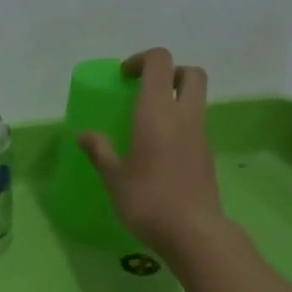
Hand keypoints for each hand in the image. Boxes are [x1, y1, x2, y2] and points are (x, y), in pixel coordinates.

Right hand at [79, 48, 227, 257]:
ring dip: (176, 99)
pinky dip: (180, 124)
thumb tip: (84, 135)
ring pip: (197, 99)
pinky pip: (195, 125)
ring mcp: (200, 134)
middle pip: (190, 73)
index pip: (160, 62)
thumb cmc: (147, 201)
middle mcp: (184, 115)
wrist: (192, 231)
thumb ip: (100, 151)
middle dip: (170, 73)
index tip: (124, 77)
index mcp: (157, 112)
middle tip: (146, 91)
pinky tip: (159, 150)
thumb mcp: (114, 178)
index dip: (141, 60)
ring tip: (148, 122)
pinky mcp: (207, 154)